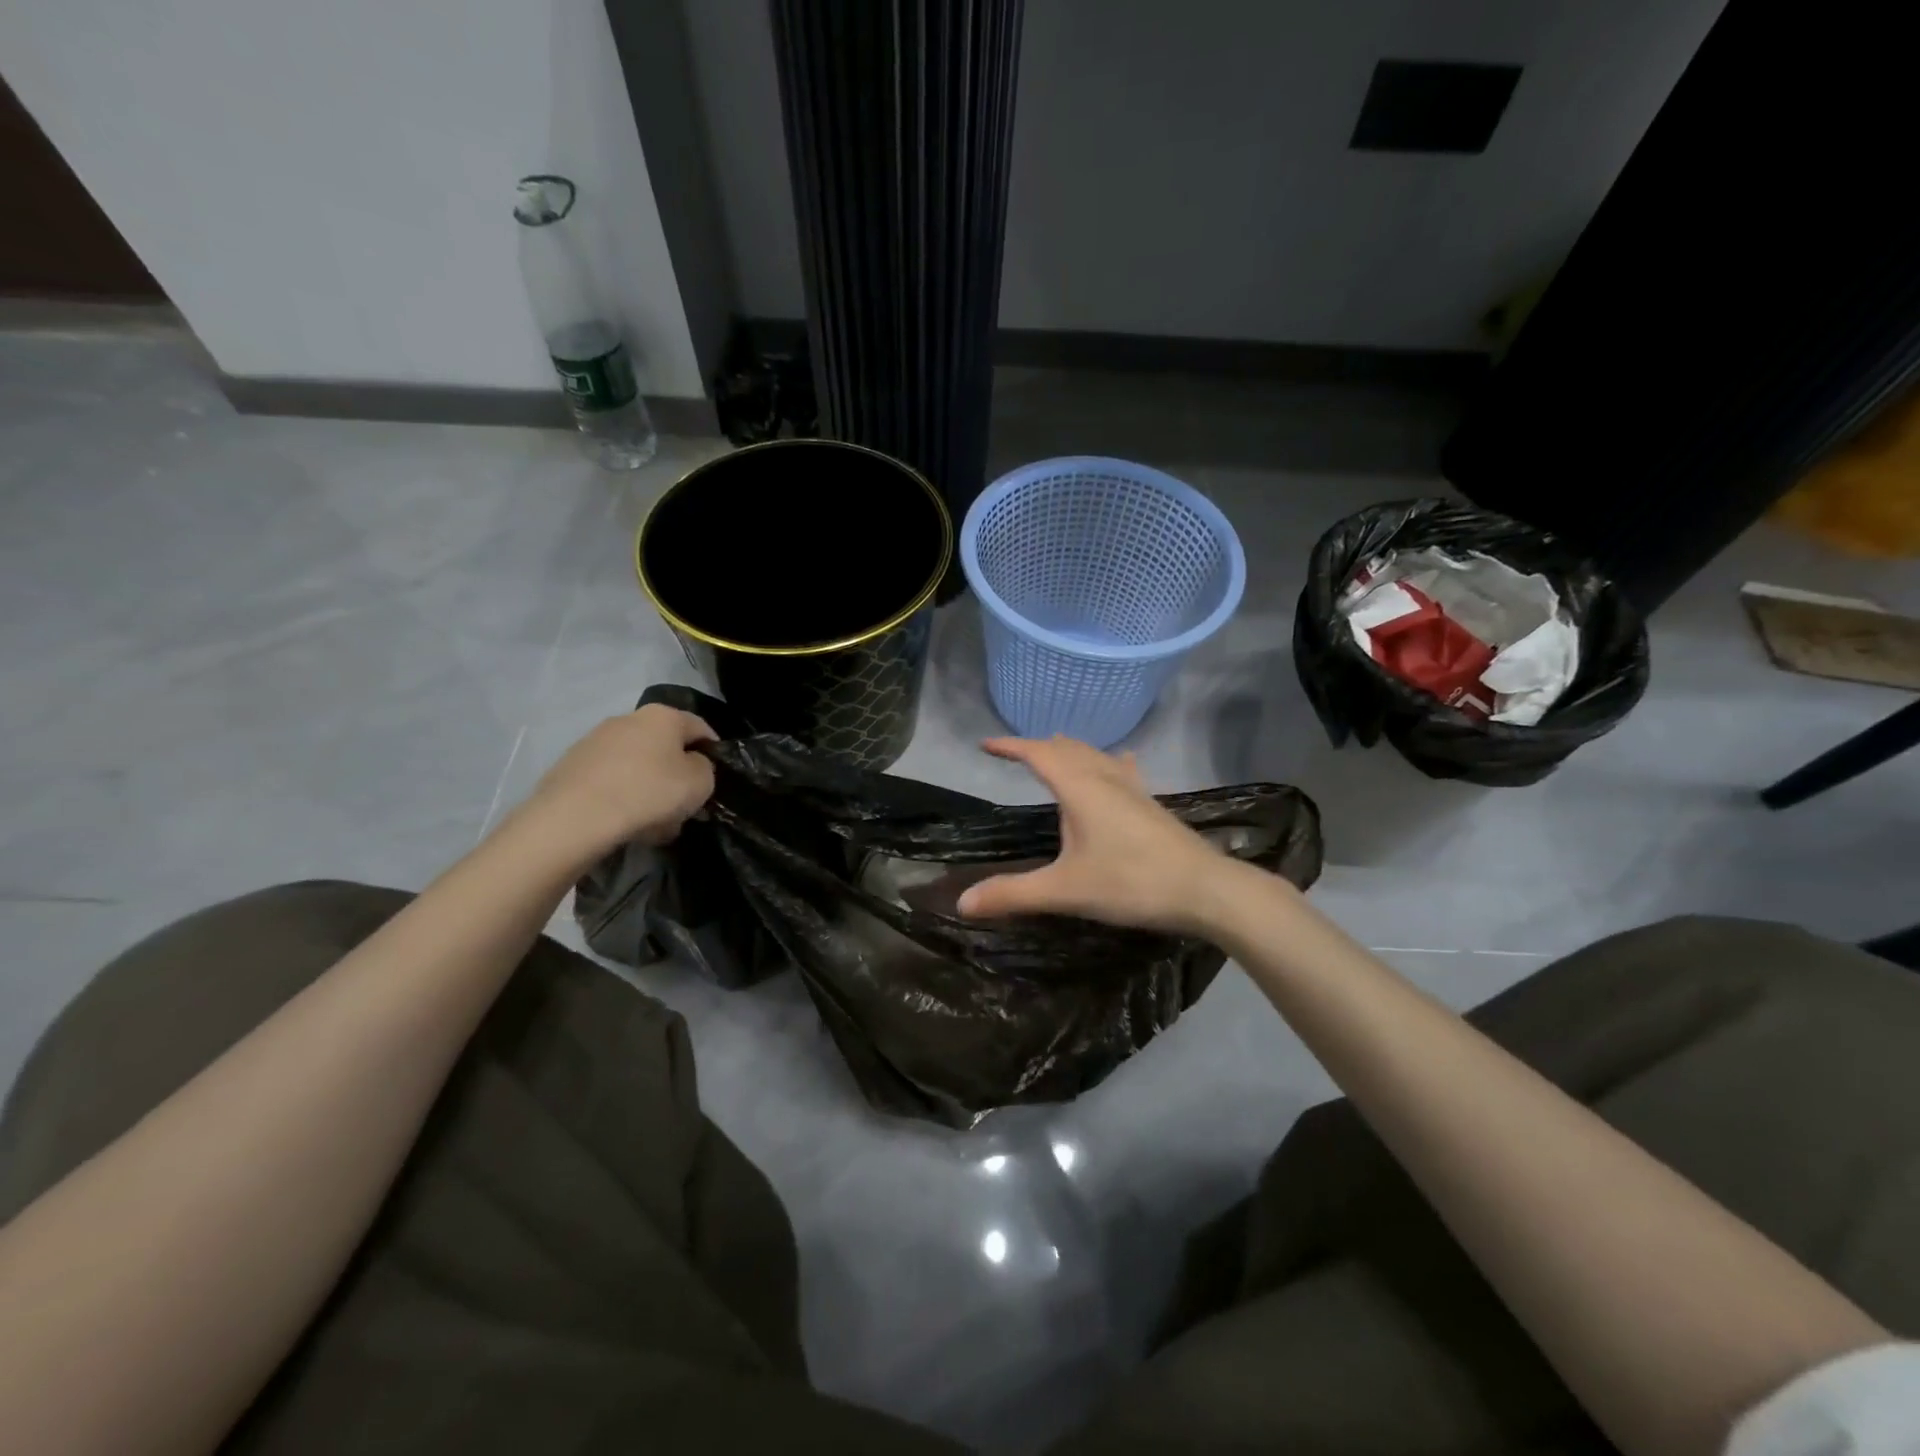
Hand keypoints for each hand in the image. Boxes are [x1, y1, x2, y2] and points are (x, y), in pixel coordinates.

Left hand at [524, 705, 716, 855]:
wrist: (575, 817)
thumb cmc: (649, 792)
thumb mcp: (700, 782)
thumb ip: (705, 768)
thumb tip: (691, 766)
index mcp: (663, 716)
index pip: (700, 728)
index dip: (713, 752)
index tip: (715, 780)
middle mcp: (629, 719)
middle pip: (665, 747)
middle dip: (677, 775)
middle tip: (684, 806)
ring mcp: (595, 741)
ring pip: (637, 765)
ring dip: (650, 788)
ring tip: (654, 822)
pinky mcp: (572, 765)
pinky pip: (611, 780)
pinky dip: (623, 796)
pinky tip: (626, 823)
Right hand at [955, 736, 1226, 933]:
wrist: (1205, 890)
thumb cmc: (1132, 883)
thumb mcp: (1066, 891)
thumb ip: (1014, 894)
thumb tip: (962, 903)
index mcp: (1080, 789)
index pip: (1039, 754)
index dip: (1011, 746)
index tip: (986, 745)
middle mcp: (1105, 779)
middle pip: (1068, 749)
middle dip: (1039, 747)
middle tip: (1016, 754)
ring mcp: (1132, 789)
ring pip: (1095, 756)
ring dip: (1070, 751)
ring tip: (1056, 752)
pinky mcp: (1151, 804)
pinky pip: (1121, 770)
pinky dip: (1106, 762)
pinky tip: (1119, 763)